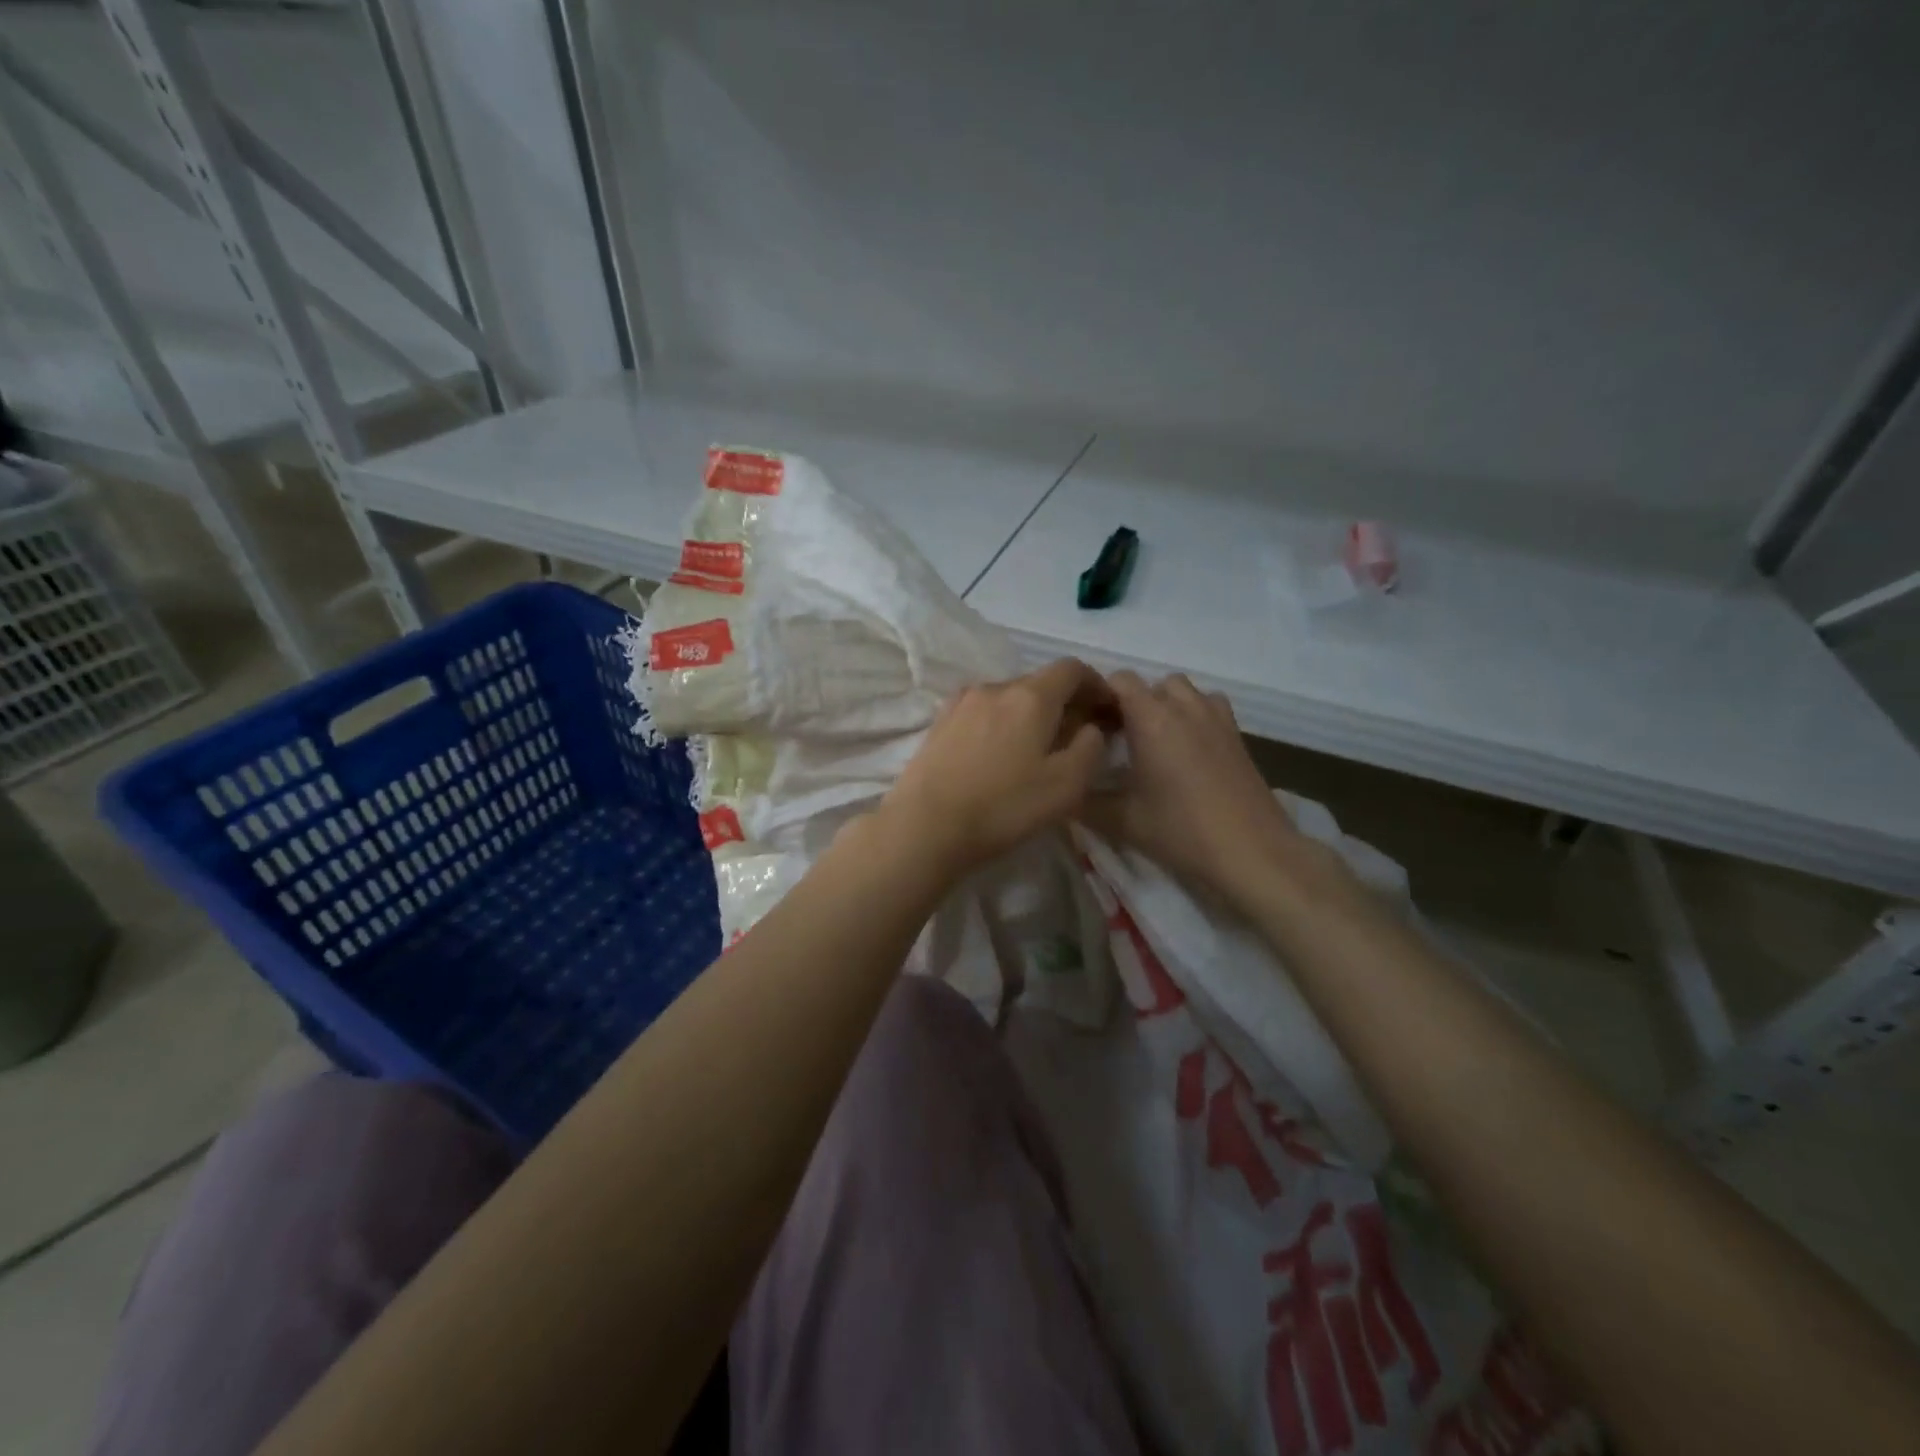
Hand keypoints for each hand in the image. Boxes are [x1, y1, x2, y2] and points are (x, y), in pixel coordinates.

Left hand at [878, 659, 1114, 880]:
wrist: (925, 825)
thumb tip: (1091, 727)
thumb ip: (1091, 748)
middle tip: (1076, 736)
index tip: (1107, 709)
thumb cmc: (1004, 806)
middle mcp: (995, 687)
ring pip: (1009, 698)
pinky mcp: (939, 722)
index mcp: (1030, 696)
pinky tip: (998, 755)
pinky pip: (983, 712)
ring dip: (1030, 715)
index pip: (1072, 669)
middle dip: (1064, 702)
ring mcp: (961, 702)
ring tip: (1035, 749)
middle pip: (1039, 682)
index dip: (1095, 684)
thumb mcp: (1067, 785)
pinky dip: (1001, 723)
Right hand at [1080, 672, 1346, 908]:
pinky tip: (1188, 748)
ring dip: (1166, 704)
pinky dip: (1193, 715)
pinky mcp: (1237, 734)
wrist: (1251, 851)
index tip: (1090, 724)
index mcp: (1151, 718)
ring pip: (1184, 691)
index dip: (1101, 695)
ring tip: (1155, 739)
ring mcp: (1216, 717)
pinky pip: (1209, 706)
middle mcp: (1184, 706)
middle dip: (1133, 702)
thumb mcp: (1122, 821)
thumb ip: (1084, 802)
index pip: (1120, 680)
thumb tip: (1061, 790)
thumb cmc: (1181, 830)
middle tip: (1119, 737)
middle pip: (1152, 684)